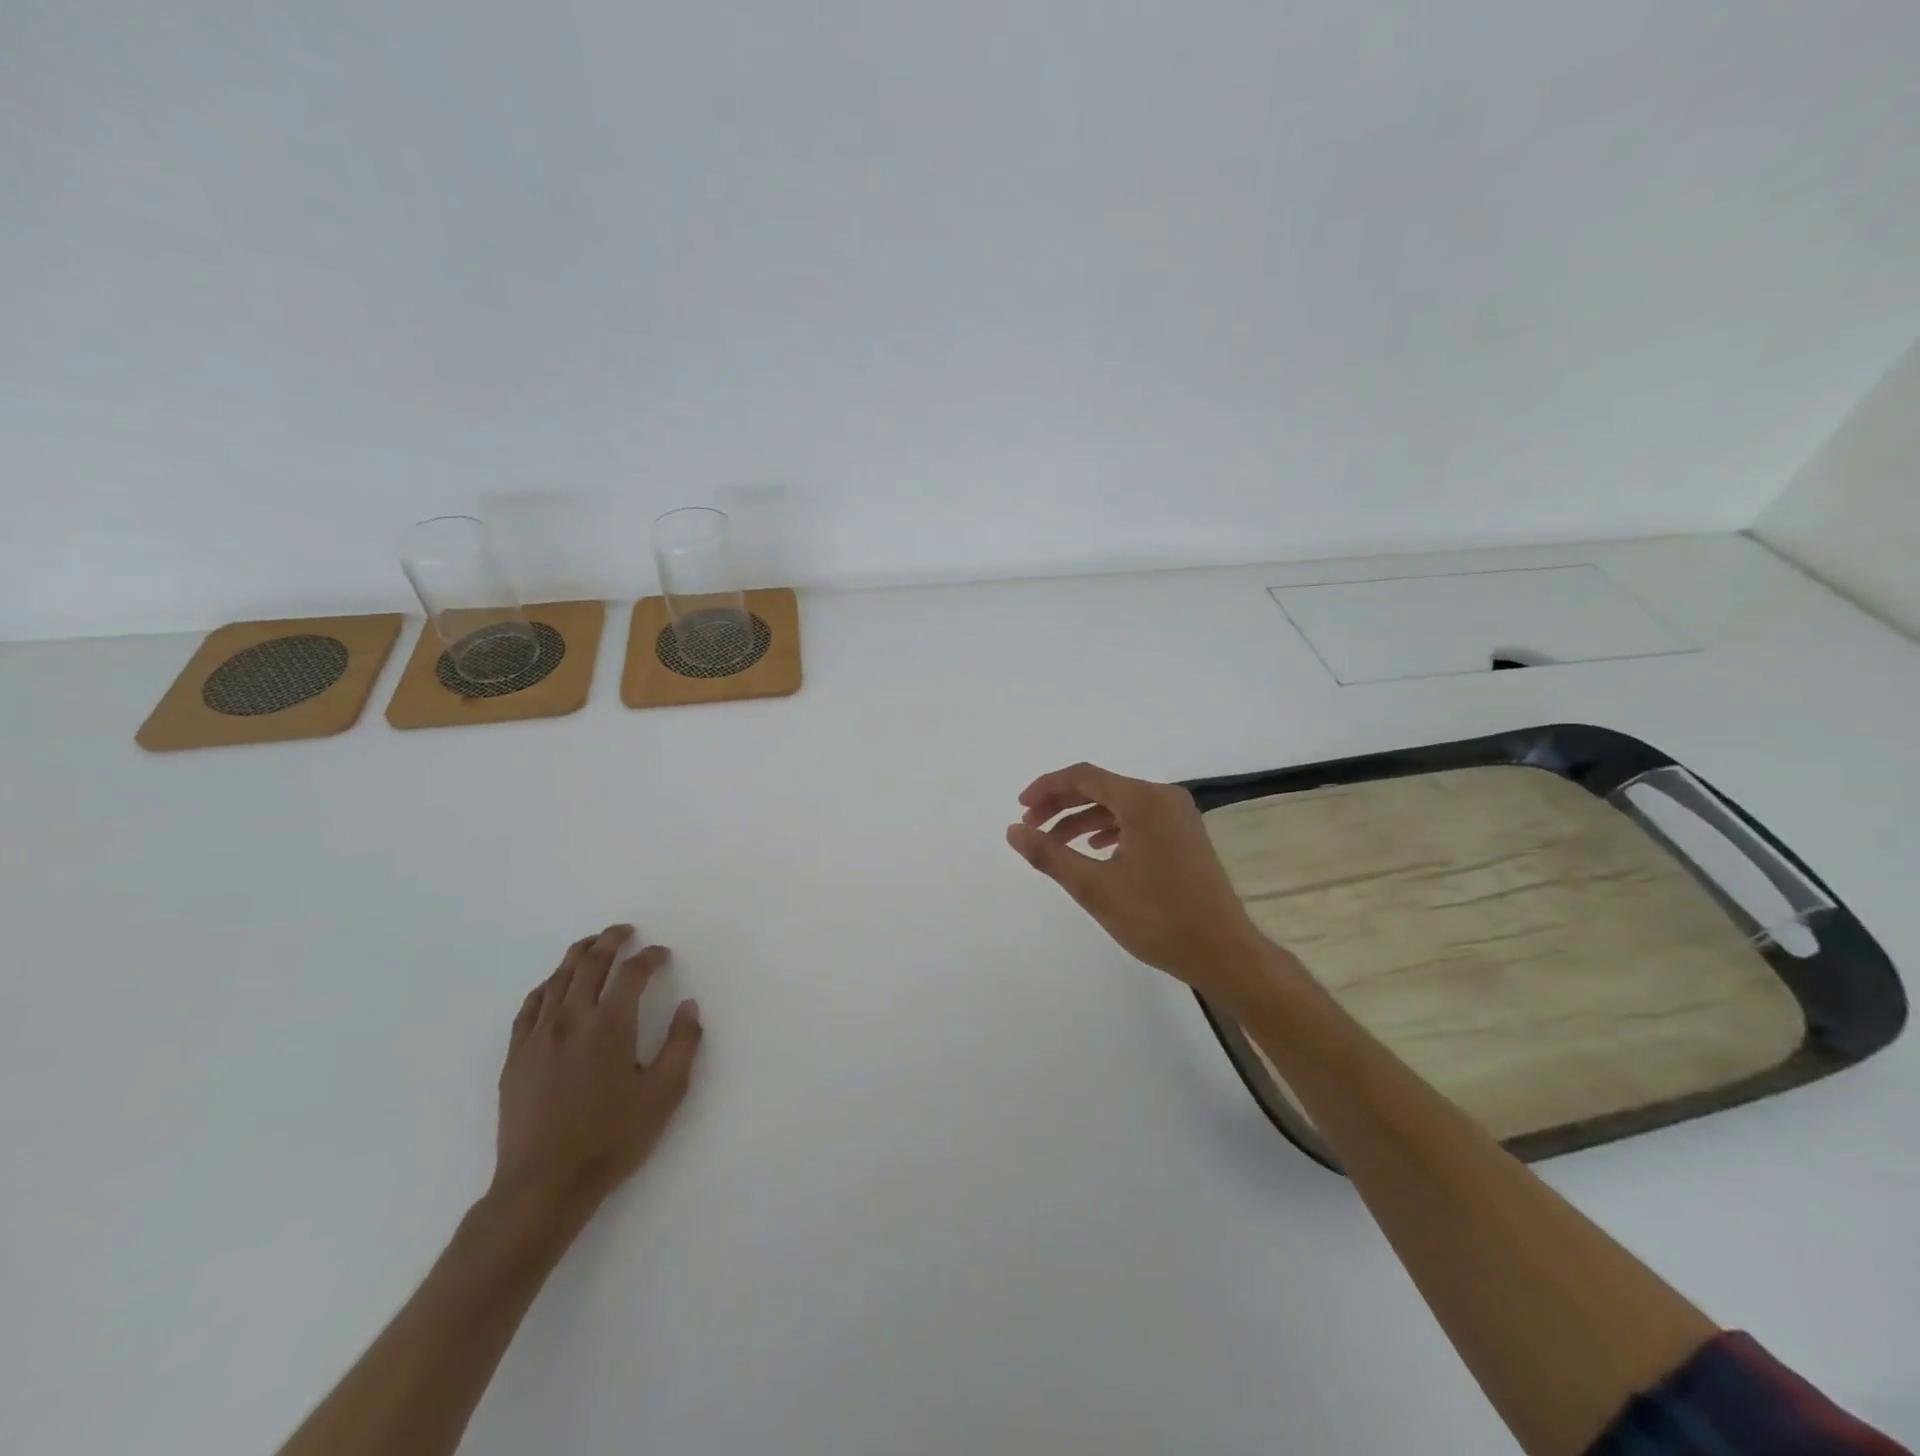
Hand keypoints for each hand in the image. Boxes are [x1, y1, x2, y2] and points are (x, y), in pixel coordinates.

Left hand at [492, 925, 702, 1220]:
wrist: (543, 1186)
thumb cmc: (611, 1140)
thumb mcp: (664, 1094)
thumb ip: (683, 1044)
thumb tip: (689, 1005)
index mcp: (609, 1025)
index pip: (632, 972)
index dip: (650, 957)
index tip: (662, 954)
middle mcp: (571, 1019)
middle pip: (590, 963)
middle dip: (611, 940)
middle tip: (626, 931)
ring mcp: (537, 1036)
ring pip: (557, 978)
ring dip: (578, 954)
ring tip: (593, 945)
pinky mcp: (515, 1056)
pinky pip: (530, 1005)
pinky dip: (547, 985)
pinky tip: (554, 985)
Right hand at [1007, 762, 1279, 1000]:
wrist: (1223, 951)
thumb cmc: (1157, 918)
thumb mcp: (1094, 888)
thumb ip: (1049, 855)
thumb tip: (1013, 831)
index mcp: (1142, 800)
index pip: (1083, 776)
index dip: (1047, 788)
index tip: (1020, 808)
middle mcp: (1163, 797)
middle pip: (1101, 787)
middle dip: (1061, 804)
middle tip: (1031, 827)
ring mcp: (1179, 815)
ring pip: (1119, 804)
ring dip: (1083, 819)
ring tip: (1055, 844)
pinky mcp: (1185, 834)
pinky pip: (1138, 819)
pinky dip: (1110, 829)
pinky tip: (1095, 851)